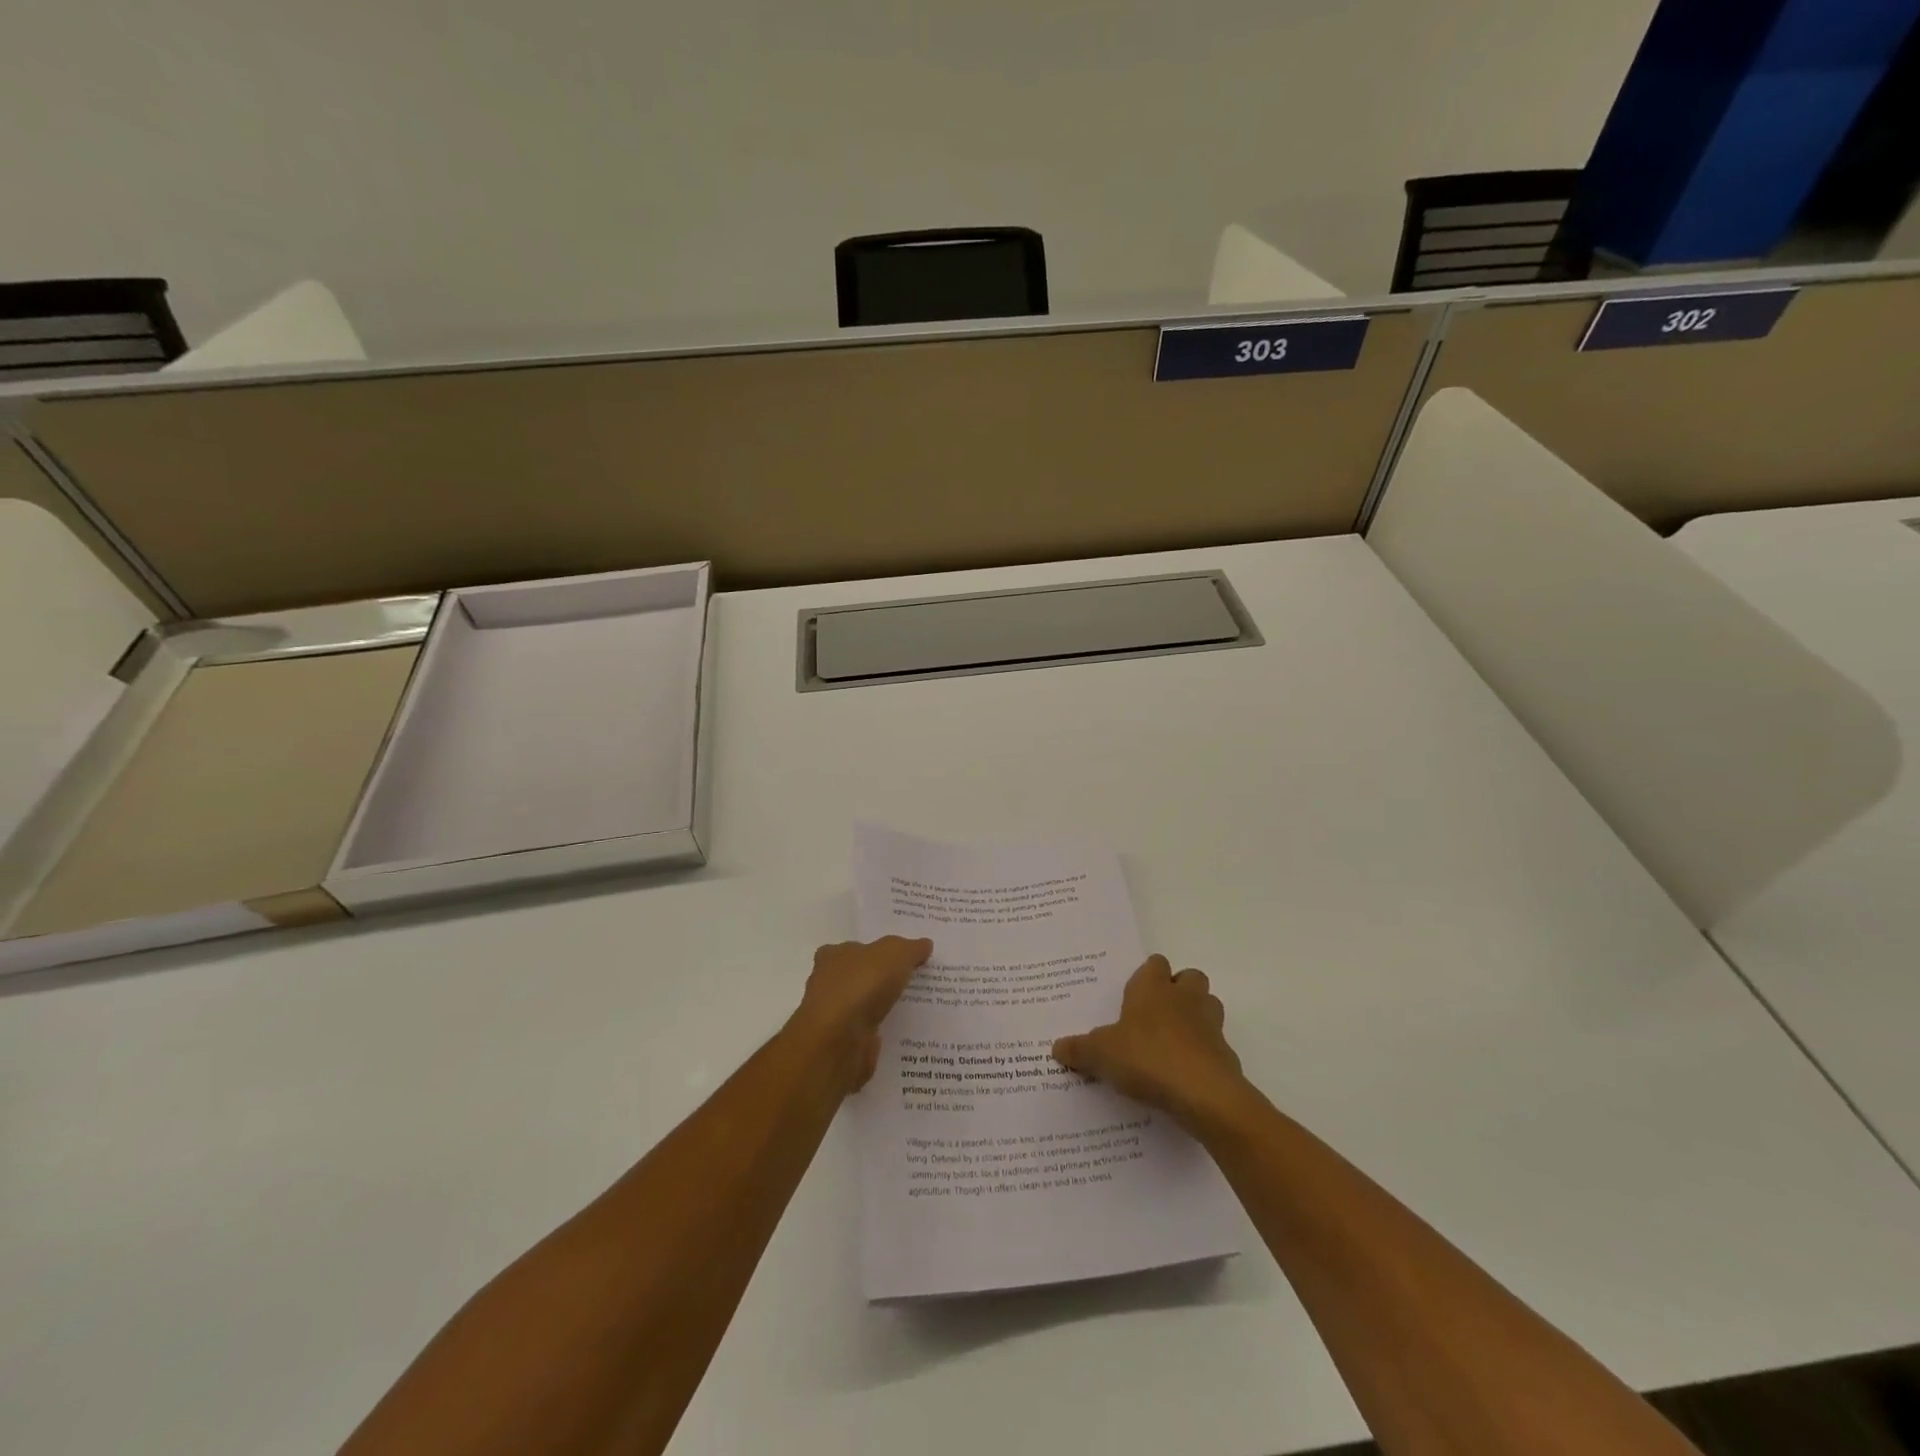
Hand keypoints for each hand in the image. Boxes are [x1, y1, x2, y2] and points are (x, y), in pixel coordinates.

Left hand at [789, 937, 932, 1093]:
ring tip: (916, 1009)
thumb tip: (925, 944)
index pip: (854, 949)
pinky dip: (882, 1033)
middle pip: (858, 977)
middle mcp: (828, 984)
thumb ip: (910, 948)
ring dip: (882, 1009)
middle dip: (880, 981)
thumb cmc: (861, 986)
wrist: (838, 1043)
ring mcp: (833, 1017)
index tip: (900, 959)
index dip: (876, 952)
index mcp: (833, 956)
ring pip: (863, 1008)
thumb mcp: (895, 954)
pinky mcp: (841, 1045)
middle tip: (913, 982)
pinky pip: (868, 1034)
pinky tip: (905, 1034)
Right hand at [1052, 955, 1248, 1131]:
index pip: (1154, 964)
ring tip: (1171, 1042)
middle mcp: (1184, 997)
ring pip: (1208, 1006)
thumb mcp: (1101, 1054)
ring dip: (1195, 1018)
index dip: (1146, 976)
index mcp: (1153, 987)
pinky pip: (1214, 1045)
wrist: (1203, 1094)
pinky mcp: (1225, 1054)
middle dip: (1177, 991)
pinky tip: (1184, 1074)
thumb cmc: (1147, 1058)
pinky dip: (1202, 1053)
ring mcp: (1210, 1024)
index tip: (1132, 996)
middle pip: (1189, 978)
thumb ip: (1079, 1049)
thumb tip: (1056, 1047)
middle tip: (1155, 1015)